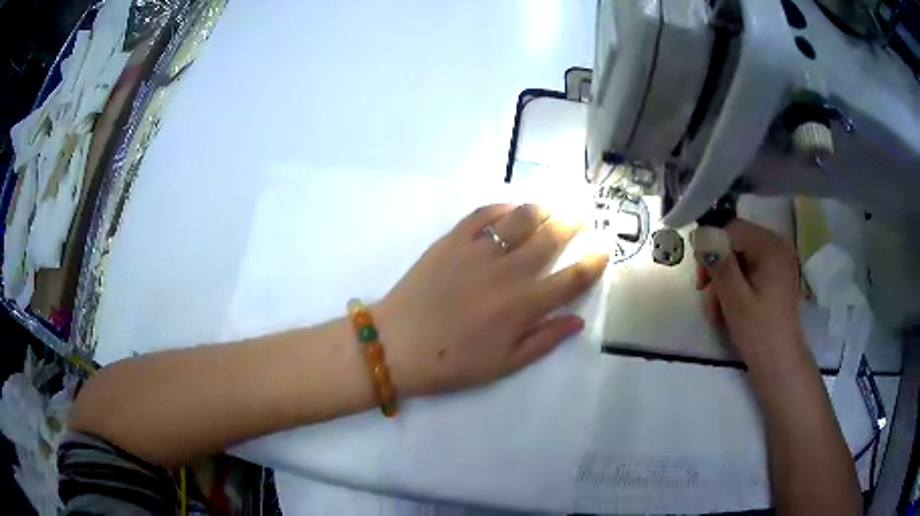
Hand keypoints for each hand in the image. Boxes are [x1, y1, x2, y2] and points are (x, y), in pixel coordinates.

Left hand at [375, 204, 608, 396]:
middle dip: (572, 223)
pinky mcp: (452, 239)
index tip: (604, 249)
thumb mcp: (503, 365)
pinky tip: (511, 208)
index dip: (593, 262)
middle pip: (551, 238)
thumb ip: (544, 340)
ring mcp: (478, 250)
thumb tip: (577, 322)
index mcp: (524, 305)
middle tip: (580, 216)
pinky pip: (483, 214)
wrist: (396, 344)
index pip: (571, 278)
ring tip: (552, 206)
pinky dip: (502, 207)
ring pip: (521, 218)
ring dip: (542, 208)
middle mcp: (507, 271)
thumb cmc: (451, 362)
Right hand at [694, 219, 803, 366]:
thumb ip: (719, 262)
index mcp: (771, 246)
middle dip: (718, 269)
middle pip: (737, 244)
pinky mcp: (778, 280)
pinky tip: (730, 310)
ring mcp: (779, 264)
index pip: (732, 229)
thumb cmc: (759, 331)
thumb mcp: (734, 298)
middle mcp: (778, 247)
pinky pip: (751, 273)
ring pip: (742, 260)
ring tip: (717, 311)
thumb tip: (702, 235)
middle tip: (707, 297)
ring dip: (725, 282)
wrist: (781, 366)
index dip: (712, 247)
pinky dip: (738, 287)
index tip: (701, 279)